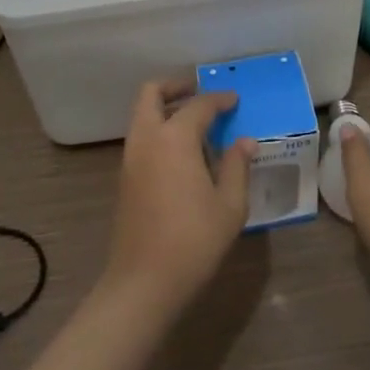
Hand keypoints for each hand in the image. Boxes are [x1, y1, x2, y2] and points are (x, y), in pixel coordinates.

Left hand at [104, 80, 254, 313]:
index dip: (219, 99)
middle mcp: (147, 139)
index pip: (199, 105)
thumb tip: (245, 141)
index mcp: (174, 138)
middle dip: (176, 87)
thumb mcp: (229, 205)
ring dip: (165, 108)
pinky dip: (158, 130)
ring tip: (196, 124)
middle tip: (201, 93)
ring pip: (142, 114)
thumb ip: (237, 166)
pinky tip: (183, 152)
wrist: (143, 283)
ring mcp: (130, 158)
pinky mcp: (125, 178)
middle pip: (152, 93)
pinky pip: (141, 137)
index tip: (235, 100)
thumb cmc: (193, 241)